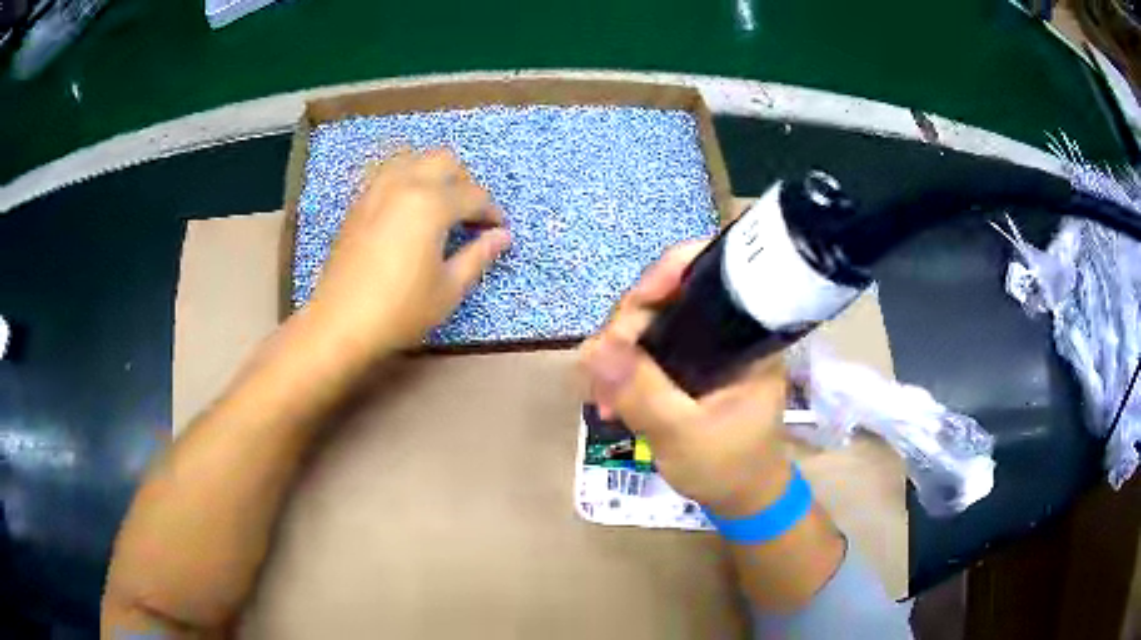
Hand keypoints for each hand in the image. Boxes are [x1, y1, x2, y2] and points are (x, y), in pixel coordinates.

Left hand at [306, 148, 510, 358]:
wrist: (340, 323)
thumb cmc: (400, 310)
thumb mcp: (449, 288)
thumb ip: (479, 255)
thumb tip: (503, 236)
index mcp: (431, 203)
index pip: (473, 195)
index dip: (492, 212)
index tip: (499, 230)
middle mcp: (404, 184)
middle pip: (444, 160)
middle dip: (465, 181)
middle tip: (469, 214)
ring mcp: (376, 190)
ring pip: (413, 158)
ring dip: (433, 173)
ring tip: (439, 205)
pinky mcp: (358, 203)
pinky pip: (388, 173)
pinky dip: (407, 179)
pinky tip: (408, 209)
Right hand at [579, 241, 791, 517]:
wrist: (742, 498)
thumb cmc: (729, 467)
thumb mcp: (684, 434)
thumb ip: (641, 393)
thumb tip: (590, 348)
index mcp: (747, 333)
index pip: (709, 272)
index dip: (665, 275)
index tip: (628, 314)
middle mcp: (728, 328)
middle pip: (670, 295)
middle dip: (628, 327)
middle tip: (601, 370)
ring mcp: (707, 345)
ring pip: (653, 322)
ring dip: (619, 351)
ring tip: (601, 394)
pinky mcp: (690, 363)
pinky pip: (649, 347)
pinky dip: (625, 366)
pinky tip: (609, 396)